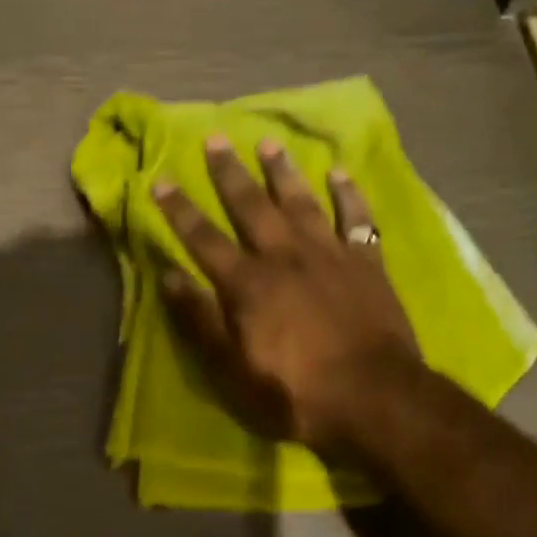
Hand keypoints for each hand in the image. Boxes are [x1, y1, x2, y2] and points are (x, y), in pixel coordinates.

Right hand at [154, 135, 425, 459]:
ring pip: (301, 202)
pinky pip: (356, 218)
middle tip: (215, 139)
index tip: (161, 179)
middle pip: (251, 206)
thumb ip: (201, 320)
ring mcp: (328, 254)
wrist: (375, 397)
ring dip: (283, 171)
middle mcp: (284, 256)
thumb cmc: (297, 392)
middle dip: (229, 173)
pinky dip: (349, 195)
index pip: (203, 238)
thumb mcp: (233, 369)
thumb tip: (169, 276)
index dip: (179, 209)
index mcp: (248, 283)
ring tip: (269, 143)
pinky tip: (340, 173)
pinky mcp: (366, 262)